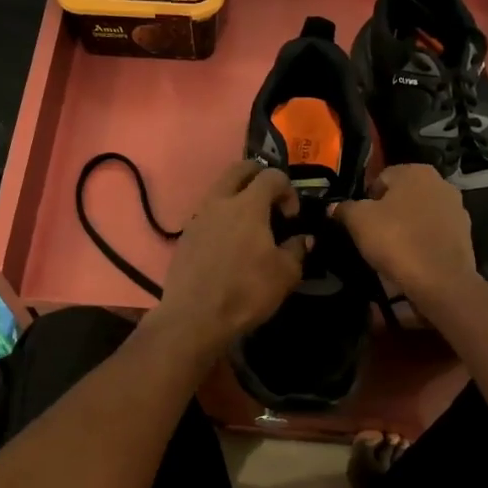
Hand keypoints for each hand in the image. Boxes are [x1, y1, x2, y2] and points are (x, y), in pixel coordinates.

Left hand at [145, 161, 308, 355]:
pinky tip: (228, 245)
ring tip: (249, 226)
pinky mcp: (184, 237)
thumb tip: (303, 238)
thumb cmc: (246, 292)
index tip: (292, 217)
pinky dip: (221, 219)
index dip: (288, 190)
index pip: (272, 176)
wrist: (195, 317)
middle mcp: (220, 202)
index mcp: (248, 204)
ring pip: (219, 190)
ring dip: (237, 197)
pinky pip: (206, 215)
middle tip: (271, 201)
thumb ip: (297, 250)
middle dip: (259, 176)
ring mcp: (198, 218)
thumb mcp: (285, 275)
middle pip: (239, 170)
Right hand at [334, 164, 479, 308]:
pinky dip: (422, 242)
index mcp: (415, 171)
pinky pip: (433, 233)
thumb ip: (344, 209)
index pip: (380, 178)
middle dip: (387, 212)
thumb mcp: (358, 222)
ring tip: (392, 251)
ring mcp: (457, 208)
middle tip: (372, 236)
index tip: (358, 222)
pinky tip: (412, 259)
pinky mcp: (464, 234)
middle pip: (402, 196)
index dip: (365, 200)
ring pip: (419, 214)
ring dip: (406, 227)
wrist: (440, 280)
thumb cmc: (396, 241)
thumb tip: (334, 207)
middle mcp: (440, 182)